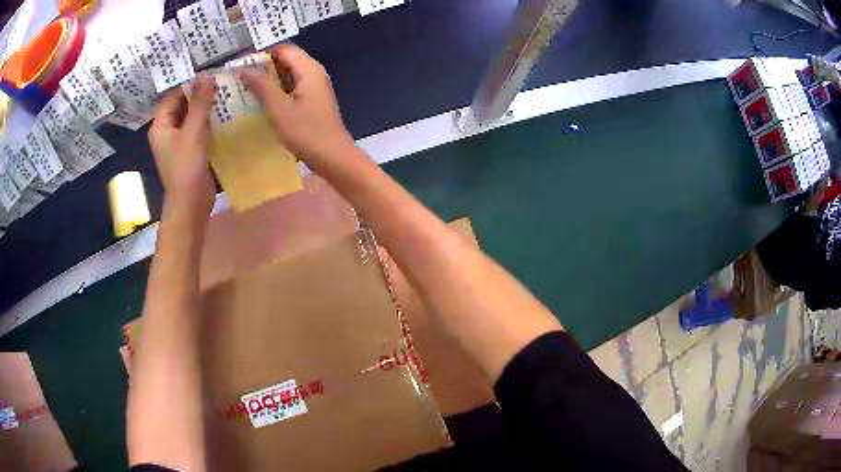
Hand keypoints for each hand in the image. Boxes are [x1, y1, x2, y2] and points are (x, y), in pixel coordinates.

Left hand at [148, 75, 216, 217]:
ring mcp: (180, 142)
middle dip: (200, 94)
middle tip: (222, 80)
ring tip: (227, 93)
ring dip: (207, 107)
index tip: (210, 73)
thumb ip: (200, 103)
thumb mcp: (193, 132)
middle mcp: (168, 131)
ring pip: (193, 117)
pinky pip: (200, 129)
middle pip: (183, 105)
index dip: (189, 84)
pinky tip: (226, 113)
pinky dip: (210, 121)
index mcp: (161, 126)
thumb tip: (207, 74)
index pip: (173, 96)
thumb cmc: (186, 168)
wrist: (191, 204)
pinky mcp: (192, 150)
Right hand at [240, 44, 354, 171]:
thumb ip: (262, 86)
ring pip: (287, 76)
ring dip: (267, 81)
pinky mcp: (311, 101)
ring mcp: (313, 88)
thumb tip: (245, 69)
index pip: (283, 50)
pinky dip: (276, 92)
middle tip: (238, 78)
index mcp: (309, 69)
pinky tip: (260, 102)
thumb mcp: (280, 109)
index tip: (240, 64)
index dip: (261, 54)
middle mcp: (313, 73)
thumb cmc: (307, 132)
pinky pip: (290, 89)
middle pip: (285, 61)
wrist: (333, 158)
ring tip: (244, 89)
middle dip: (262, 67)